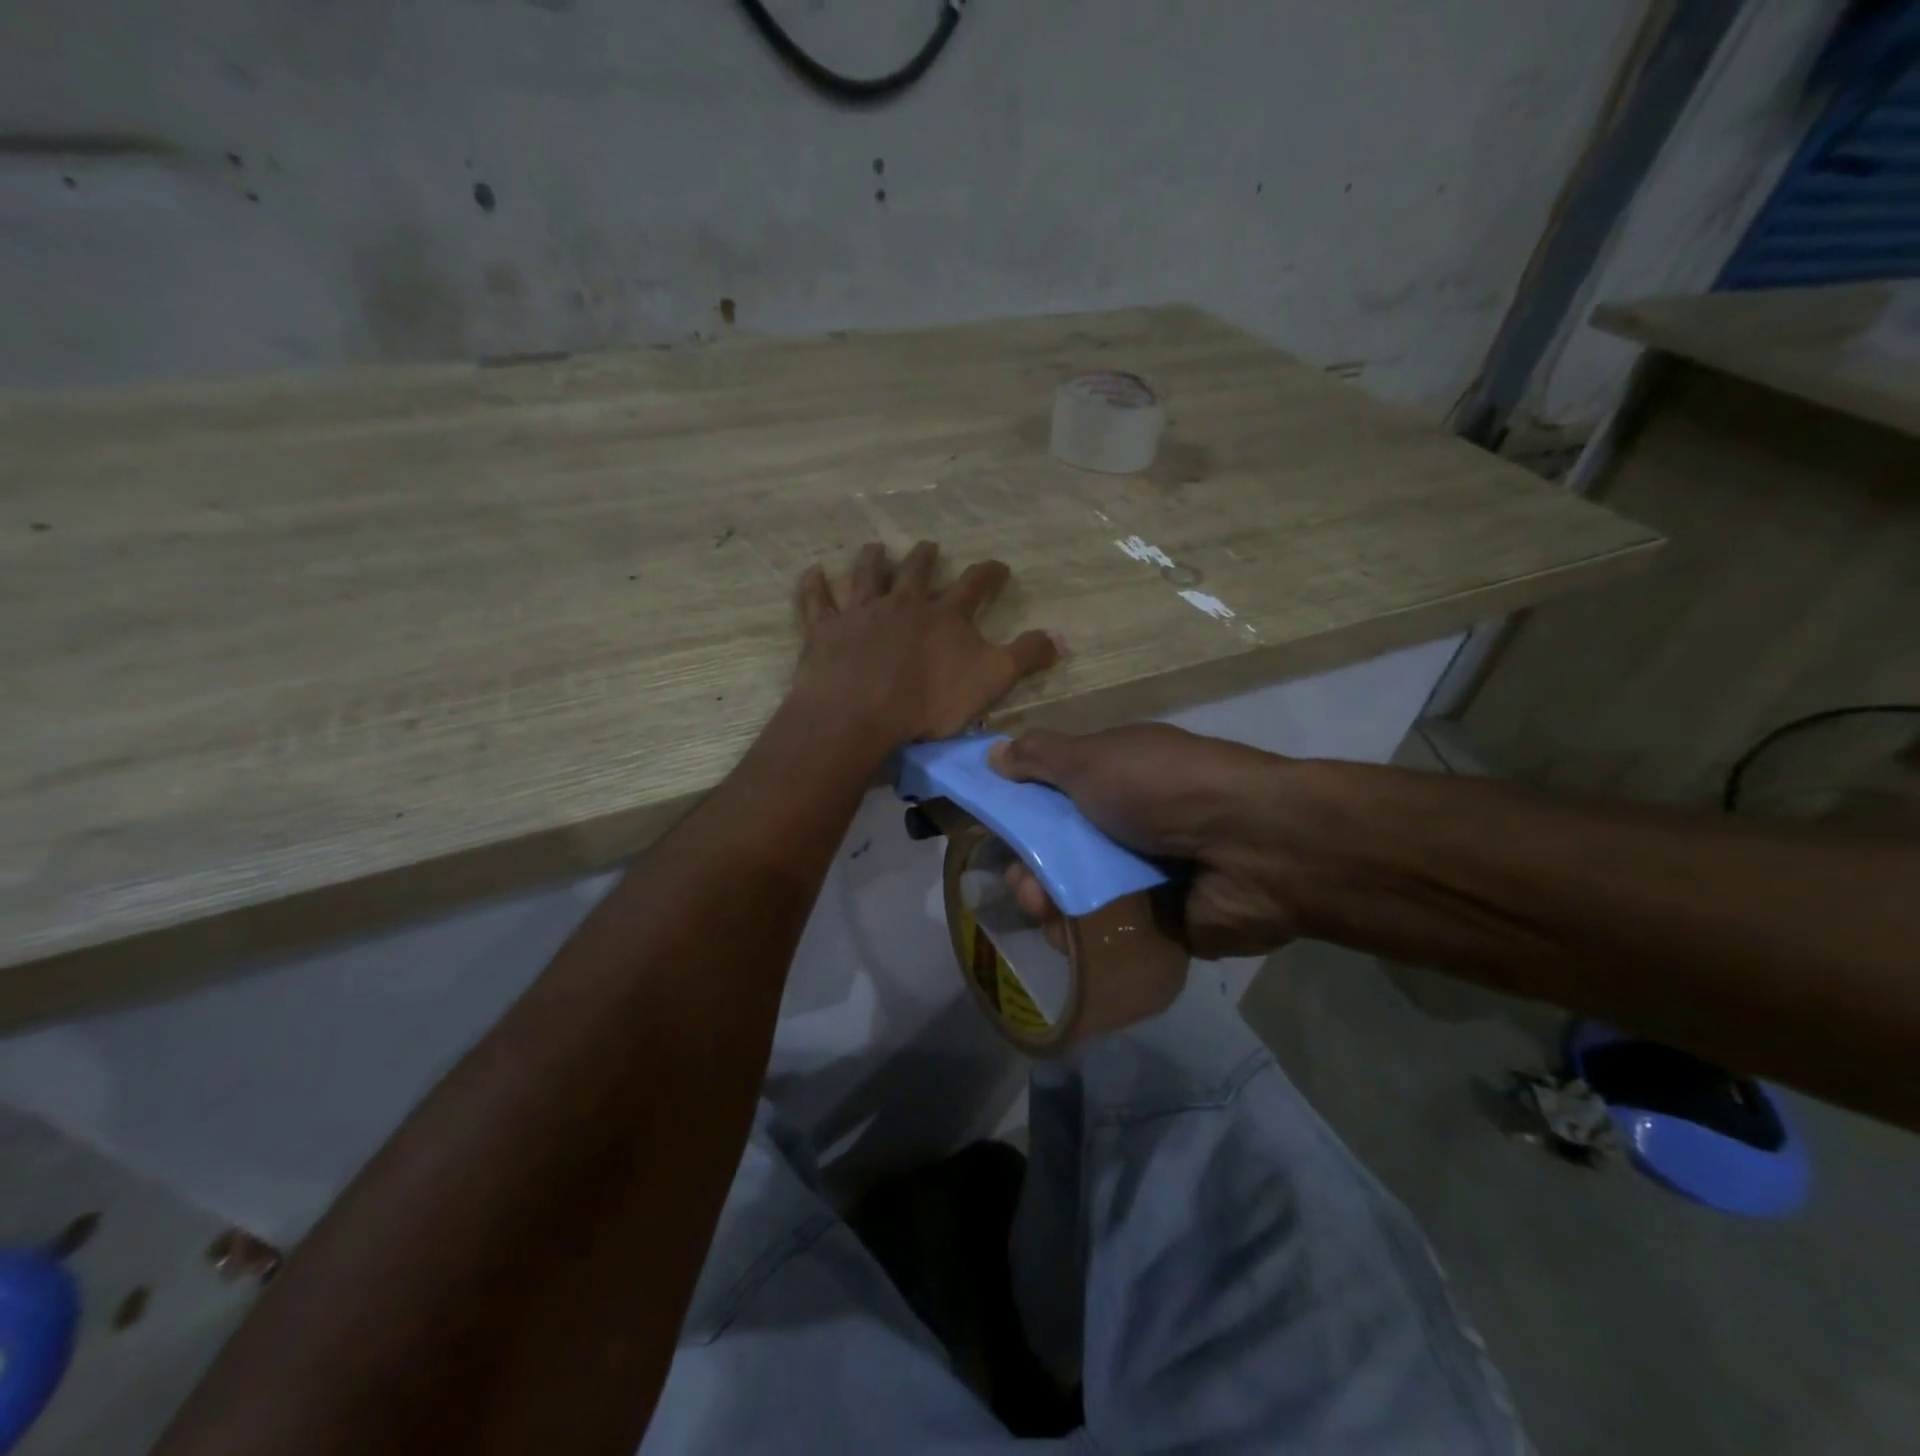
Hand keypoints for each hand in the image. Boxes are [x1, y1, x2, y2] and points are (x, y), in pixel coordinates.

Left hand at [791, 541, 1058, 747]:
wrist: (860, 712)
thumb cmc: (928, 701)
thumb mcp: (991, 681)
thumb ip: (1024, 657)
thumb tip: (1059, 638)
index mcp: (944, 616)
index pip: (974, 586)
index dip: (988, 574)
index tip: (998, 566)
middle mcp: (903, 604)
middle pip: (917, 572)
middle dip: (926, 558)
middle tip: (930, 546)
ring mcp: (861, 613)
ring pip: (866, 576)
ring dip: (872, 560)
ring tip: (876, 547)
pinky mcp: (825, 630)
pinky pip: (817, 601)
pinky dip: (814, 585)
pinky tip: (813, 571)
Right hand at [989, 724, 1302, 959]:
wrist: (1252, 846)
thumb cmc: (1163, 789)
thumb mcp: (1093, 758)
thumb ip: (1040, 755)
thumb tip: (994, 752)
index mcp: (1117, 779)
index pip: (1055, 796)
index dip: (1021, 812)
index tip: (996, 830)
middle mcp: (1129, 825)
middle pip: (1060, 851)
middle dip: (1029, 867)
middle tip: (1023, 881)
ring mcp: (1146, 876)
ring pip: (1078, 895)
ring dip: (1047, 902)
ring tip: (1043, 909)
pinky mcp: (1160, 923)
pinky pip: (1106, 932)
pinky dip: (1082, 935)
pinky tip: (1068, 937)